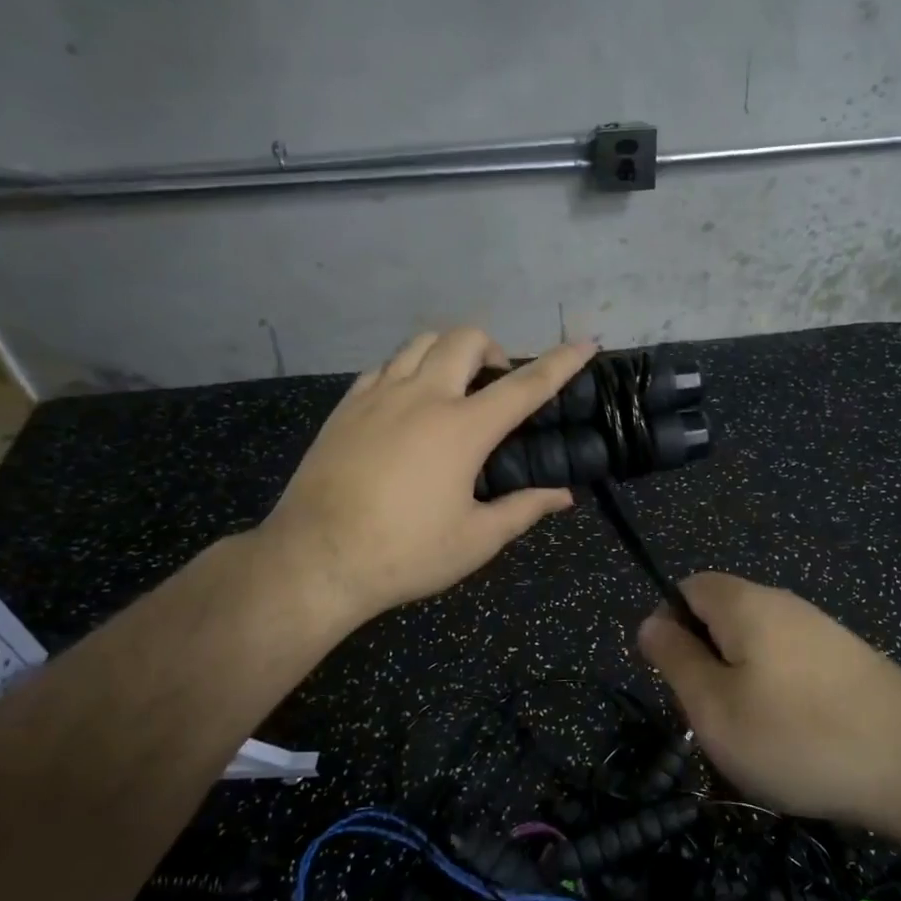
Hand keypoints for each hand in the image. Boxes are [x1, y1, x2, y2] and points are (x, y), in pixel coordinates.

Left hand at [259, 328, 596, 627]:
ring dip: (449, 352)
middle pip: (465, 339)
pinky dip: (409, 369)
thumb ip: (523, 510)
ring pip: (420, 342)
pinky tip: (409, 403)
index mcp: (463, 428)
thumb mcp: (476, 540)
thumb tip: (563, 497)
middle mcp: (422, 397)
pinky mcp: (346, 407)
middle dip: (494, 349)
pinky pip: (385, 366)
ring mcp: (378, 396)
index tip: (586, 342)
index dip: (561, 362)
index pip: (526, 384)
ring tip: (455, 387)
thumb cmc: (405, 554)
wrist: (314, 560)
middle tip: (498, 385)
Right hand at [638, 573, 900, 827]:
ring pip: (756, 647)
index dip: (668, 627)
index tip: (676, 681)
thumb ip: (675, 659)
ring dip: (741, 685)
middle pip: (722, 617)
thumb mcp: (714, 707)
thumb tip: (651, 622)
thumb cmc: (798, 737)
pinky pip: (791, 666)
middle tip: (714, 718)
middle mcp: (784, 603)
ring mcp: (822, 630)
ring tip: (753, 738)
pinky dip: (778, 696)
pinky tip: (794, 740)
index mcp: (746, 603)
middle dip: (706, 663)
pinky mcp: (848, 660)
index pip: (687, 588)